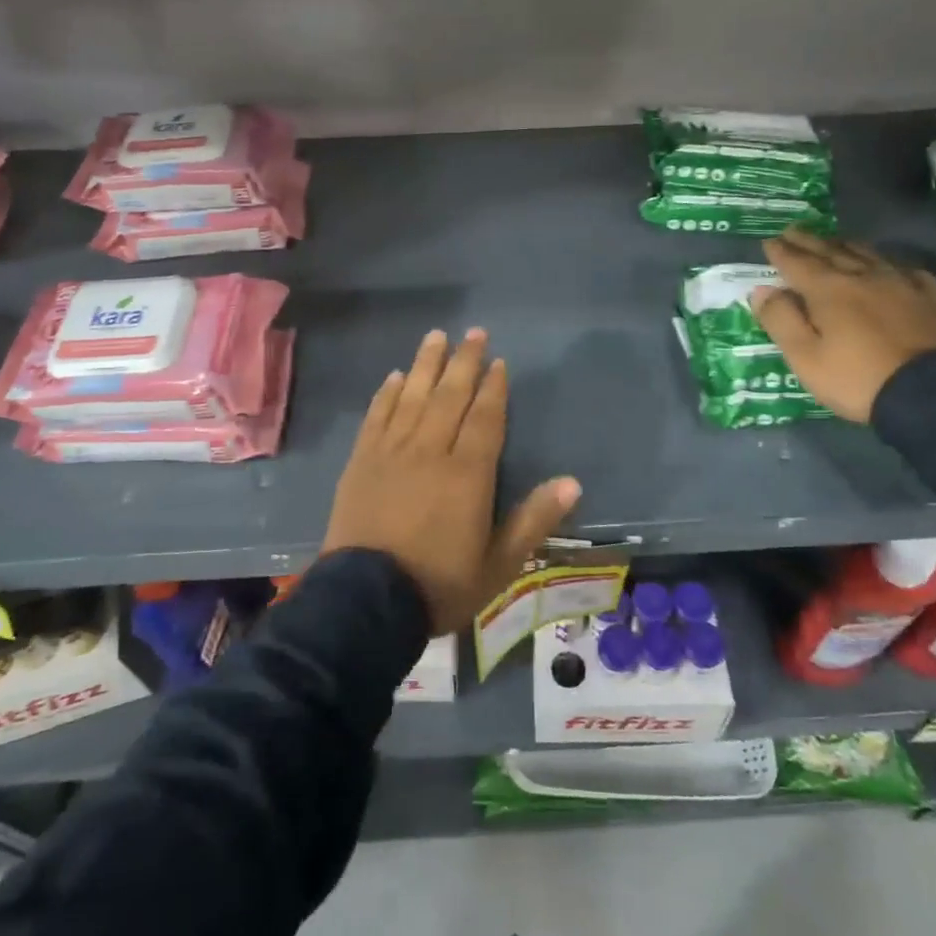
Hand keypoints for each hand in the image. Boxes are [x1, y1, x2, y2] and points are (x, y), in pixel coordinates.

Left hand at [324, 329, 582, 634]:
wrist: (365, 603)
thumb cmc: (439, 585)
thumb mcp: (499, 564)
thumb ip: (534, 520)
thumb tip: (573, 482)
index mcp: (467, 474)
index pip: (485, 418)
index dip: (493, 388)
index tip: (498, 362)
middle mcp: (430, 451)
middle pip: (450, 396)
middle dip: (464, 362)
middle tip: (473, 333)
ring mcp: (391, 452)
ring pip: (413, 396)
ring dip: (427, 364)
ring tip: (437, 336)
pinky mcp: (362, 461)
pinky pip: (377, 416)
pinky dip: (388, 393)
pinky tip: (396, 376)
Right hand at [751, 232, 935, 422]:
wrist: (933, 393)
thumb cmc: (858, 379)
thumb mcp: (805, 358)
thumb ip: (781, 320)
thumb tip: (761, 290)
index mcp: (829, 290)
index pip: (798, 263)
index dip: (781, 252)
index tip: (769, 241)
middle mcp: (864, 276)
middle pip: (831, 251)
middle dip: (809, 242)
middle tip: (793, 231)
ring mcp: (902, 283)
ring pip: (868, 254)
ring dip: (845, 245)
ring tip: (834, 241)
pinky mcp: (932, 297)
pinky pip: (906, 270)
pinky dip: (888, 264)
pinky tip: (889, 267)